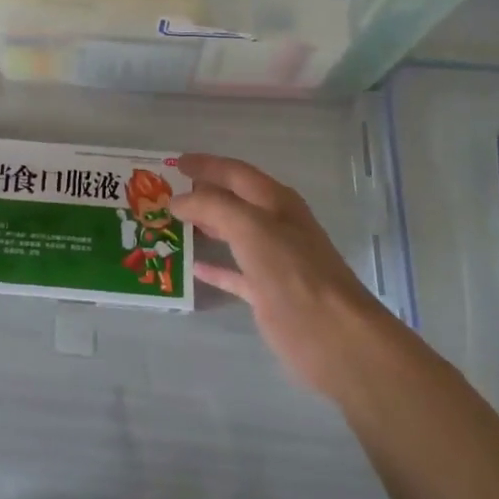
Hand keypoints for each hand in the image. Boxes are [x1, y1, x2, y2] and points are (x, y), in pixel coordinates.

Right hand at [172, 154, 385, 399]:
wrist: (333, 335)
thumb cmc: (293, 271)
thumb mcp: (250, 227)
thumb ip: (212, 206)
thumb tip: (178, 200)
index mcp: (275, 202)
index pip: (235, 172)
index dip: (206, 165)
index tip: (174, 163)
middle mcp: (275, 226)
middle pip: (233, 201)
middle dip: (202, 194)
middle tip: (165, 192)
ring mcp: (272, 261)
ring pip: (232, 235)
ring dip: (205, 226)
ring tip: (171, 224)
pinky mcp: (267, 293)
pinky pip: (233, 273)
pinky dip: (214, 267)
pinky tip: (192, 267)